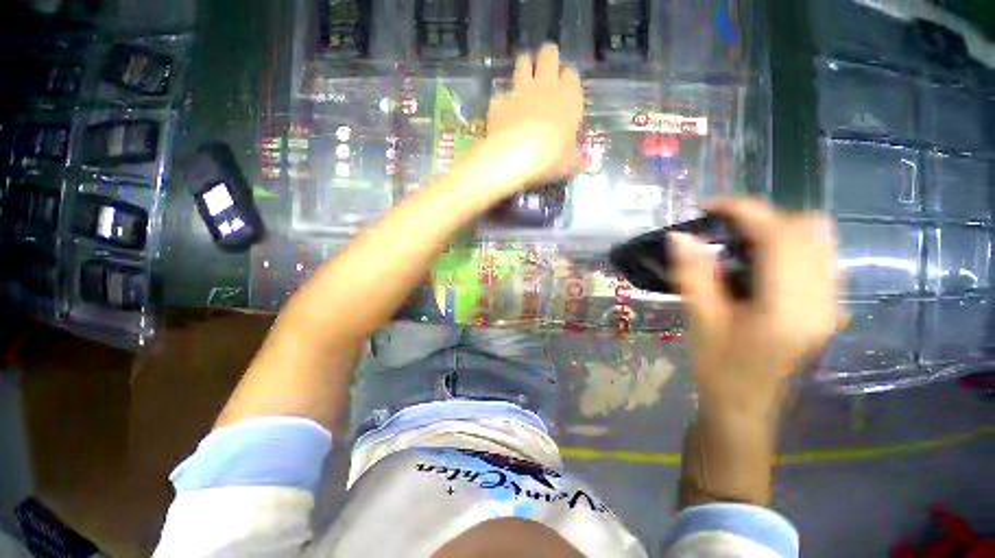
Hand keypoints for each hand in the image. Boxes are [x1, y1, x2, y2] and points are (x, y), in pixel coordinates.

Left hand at [483, 43, 584, 189]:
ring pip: (524, 62)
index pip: (571, 74)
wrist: (512, 157)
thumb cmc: (549, 158)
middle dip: (548, 57)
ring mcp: (520, 90)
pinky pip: (502, 94)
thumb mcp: (569, 163)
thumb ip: (576, 158)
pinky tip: (503, 114)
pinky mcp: (499, 100)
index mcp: (569, 98)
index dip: (567, 77)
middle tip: (546, 67)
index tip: (565, 85)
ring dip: (526, 65)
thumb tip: (584, 161)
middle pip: (549, 55)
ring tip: (525, 76)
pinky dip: (503, 101)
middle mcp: (545, 86)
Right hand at [671, 198, 844, 413]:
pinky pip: (817, 257)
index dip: (742, 211)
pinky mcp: (827, 306)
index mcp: (791, 306)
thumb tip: (679, 236)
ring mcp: (832, 302)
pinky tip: (756, 265)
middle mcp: (824, 298)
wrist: (745, 408)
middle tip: (719, 232)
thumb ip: (693, 275)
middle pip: (807, 229)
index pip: (780, 234)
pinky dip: (786, 247)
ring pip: (817, 240)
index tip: (706, 208)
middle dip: (760, 218)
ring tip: (736, 246)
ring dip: (775, 231)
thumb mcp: (700, 322)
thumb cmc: (719, 370)